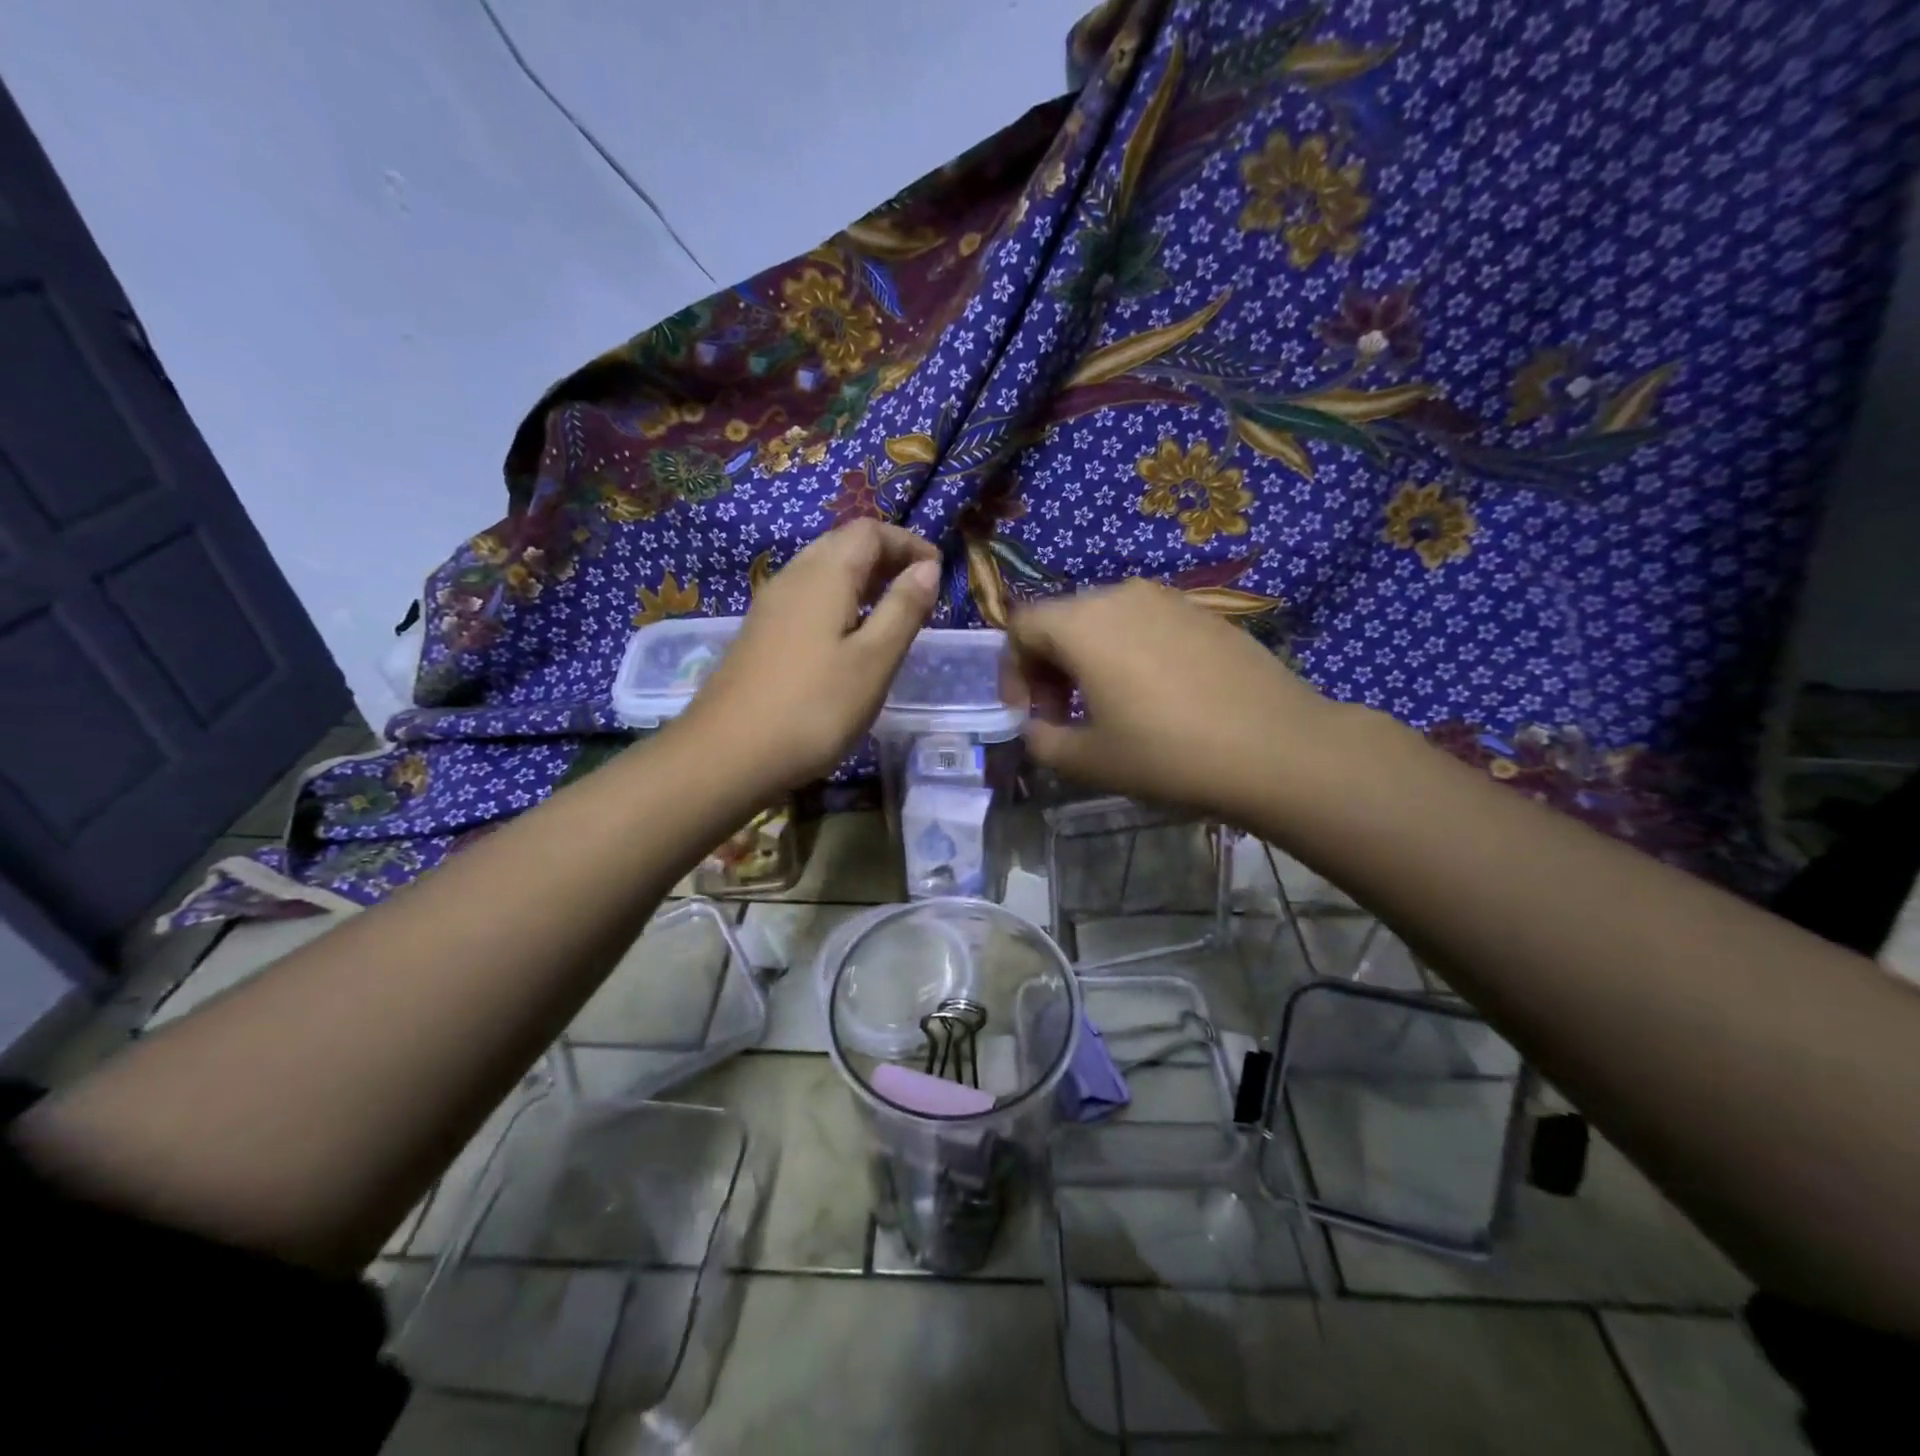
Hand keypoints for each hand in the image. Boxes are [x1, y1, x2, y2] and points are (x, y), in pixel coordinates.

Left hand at [678, 520, 940, 790]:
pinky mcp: (759, 635)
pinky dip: (838, 601)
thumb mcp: (874, 660)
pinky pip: (806, 598)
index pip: (869, 531)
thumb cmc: (814, 707)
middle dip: (885, 557)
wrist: (727, 755)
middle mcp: (792, 577)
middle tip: (918, 589)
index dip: (907, 542)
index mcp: (824, 575)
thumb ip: (903, 609)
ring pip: (821, 571)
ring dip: (861, 579)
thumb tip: (928, 567)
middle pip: (842, 545)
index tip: (937, 570)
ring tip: (891, 612)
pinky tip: (848, 638)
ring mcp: (770, 607)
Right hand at [1002, 579, 1337, 816]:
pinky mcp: (1203, 612)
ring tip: (1107, 707)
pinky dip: (1128, 653)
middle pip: (1061, 620)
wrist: (1277, 747)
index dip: (1011, 672)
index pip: (1020, 627)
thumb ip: (1042, 740)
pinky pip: (1145, 624)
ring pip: (1104, 621)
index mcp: (1082, 623)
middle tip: (1063, 716)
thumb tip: (1036, 726)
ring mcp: (1167, 599)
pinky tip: (1154, 696)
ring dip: (1088, 660)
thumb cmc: (1168, 754)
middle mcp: (1120, 595)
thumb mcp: (1088, 760)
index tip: (1028, 715)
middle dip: (1048, 667)